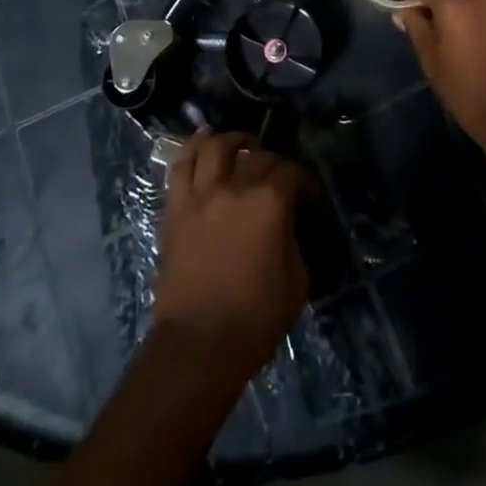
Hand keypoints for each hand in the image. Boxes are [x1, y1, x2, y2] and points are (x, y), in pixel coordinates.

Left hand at [152, 129, 307, 381]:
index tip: (309, 196)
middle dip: (272, 161)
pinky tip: (203, 140)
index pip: (291, 172)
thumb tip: (286, 223)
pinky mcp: (176, 209)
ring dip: (232, 140)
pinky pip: (181, 167)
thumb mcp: (297, 279)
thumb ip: (293, 238)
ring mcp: (201, 195)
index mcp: (270, 202)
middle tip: (278, 178)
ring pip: (215, 148)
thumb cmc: (255, 318)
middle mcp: (235, 187)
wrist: (198, 346)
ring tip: (241, 144)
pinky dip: (193, 148)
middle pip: (256, 156)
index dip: (304, 181)